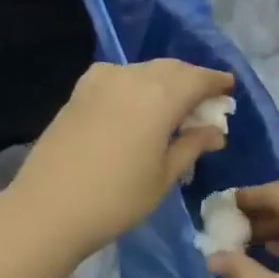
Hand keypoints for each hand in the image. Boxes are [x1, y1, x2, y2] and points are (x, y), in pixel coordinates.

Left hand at [10, 60, 233, 255]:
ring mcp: (100, 81)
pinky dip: (135, 84)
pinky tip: (135, 104)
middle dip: (191, 80)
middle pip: (171, 69)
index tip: (229, 90)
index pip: (198, 78)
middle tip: (204, 102)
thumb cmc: (116, 199)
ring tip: (172, 106)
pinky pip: (117, 76)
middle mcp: (131, 77)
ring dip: (163, 81)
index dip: (216, 82)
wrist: (48, 208)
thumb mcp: (164, 177)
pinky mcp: (78, 92)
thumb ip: (191, 146)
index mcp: (160, 96)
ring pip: (143, 70)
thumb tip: (215, 131)